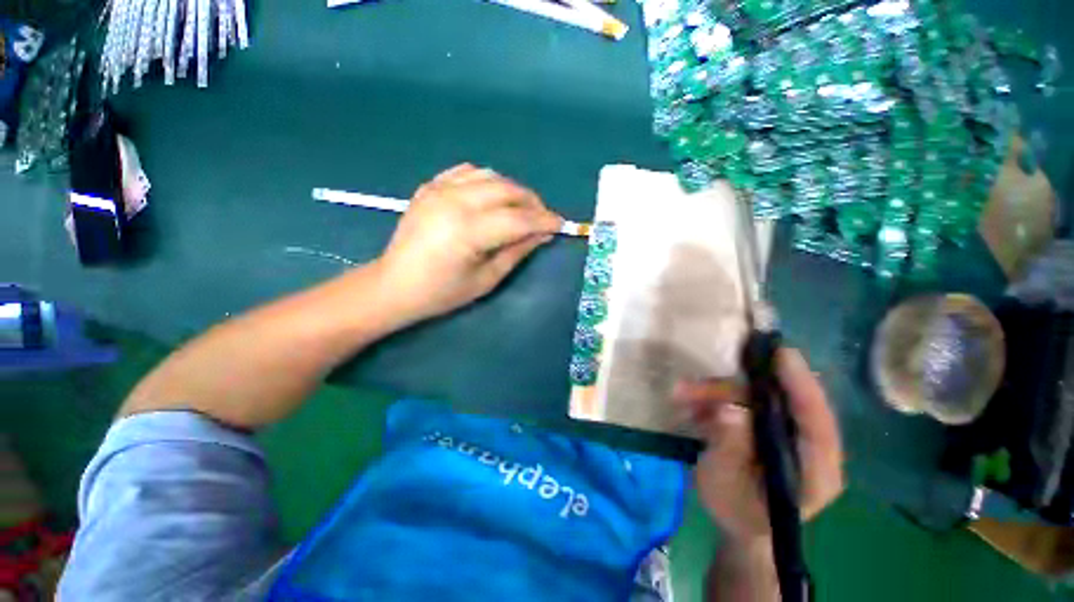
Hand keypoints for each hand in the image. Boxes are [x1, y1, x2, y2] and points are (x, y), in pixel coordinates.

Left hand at [374, 164, 562, 322]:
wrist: (394, 285)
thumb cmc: (442, 292)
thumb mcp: (486, 279)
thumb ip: (516, 252)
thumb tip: (543, 234)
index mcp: (468, 231)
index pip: (518, 219)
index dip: (544, 220)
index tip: (560, 225)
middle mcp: (455, 202)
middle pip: (507, 190)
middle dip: (532, 202)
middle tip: (543, 218)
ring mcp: (439, 189)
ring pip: (490, 176)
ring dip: (513, 190)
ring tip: (522, 208)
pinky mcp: (430, 187)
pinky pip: (467, 172)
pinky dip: (487, 181)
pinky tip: (492, 196)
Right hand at [673, 348, 843, 542]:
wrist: (737, 523)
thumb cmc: (737, 512)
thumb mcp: (728, 485)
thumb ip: (730, 448)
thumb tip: (729, 409)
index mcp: (816, 469)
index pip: (818, 421)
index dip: (801, 384)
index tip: (780, 354)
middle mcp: (806, 444)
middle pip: (776, 402)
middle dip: (732, 389)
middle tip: (693, 385)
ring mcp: (783, 432)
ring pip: (751, 399)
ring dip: (714, 394)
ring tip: (680, 395)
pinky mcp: (763, 426)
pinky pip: (738, 403)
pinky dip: (712, 401)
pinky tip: (689, 406)